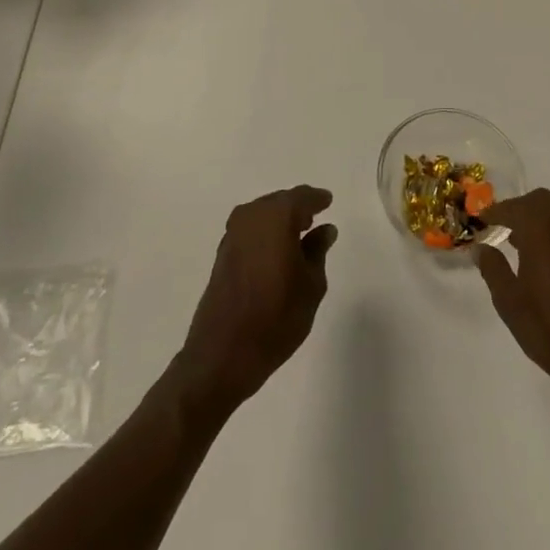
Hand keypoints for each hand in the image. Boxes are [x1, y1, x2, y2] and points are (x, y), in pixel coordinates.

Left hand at [172, 186, 336, 416]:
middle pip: (279, 202)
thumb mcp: (311, 285)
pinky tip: (276, 252)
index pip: (302, 197)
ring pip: (263, 215)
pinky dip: (265, 234)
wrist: (223, 353)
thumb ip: (317, 251)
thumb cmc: (277, 317)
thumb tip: (324, 230)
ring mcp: (232, 234)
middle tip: (315, 219)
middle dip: (297, 208)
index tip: (328, 201)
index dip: (317, 199)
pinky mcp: (222, 253)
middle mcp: (251, 216)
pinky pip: (250, 231)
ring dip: (279, 221)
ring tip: (298, 237)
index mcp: (276, 216)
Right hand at [476, 188, 549, 409]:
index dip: (495, 212)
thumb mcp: (510, 302)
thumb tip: (480, 248)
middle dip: (518, 208)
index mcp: (543, 233)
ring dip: (536, 218)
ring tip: (516, 242)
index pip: (515, 208)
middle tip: (500, 226)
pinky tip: (541, 258)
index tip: (481, 221)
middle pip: (540, 201)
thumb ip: (493, 269)